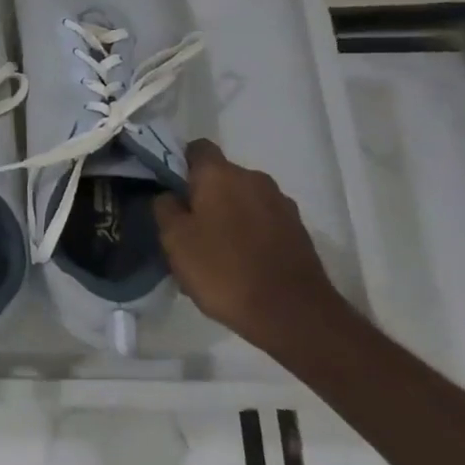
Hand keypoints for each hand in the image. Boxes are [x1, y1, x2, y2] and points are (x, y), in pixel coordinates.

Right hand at [155, 140, 344, 348]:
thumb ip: (165, 208)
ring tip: (215, 251)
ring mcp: (281, 205)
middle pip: (220, 176)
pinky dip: (250, 234)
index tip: (168, 190)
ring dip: (228, 215)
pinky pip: (263, 222)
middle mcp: (254, 179)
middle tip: (187, 228)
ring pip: (243, 200)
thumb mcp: (175, 240)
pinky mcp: (299, 231)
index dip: (179, 163)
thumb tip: (170, 195)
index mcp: (220, 174)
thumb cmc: (224, 271)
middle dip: (203, 195)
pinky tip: (241, 264)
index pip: (196, 148)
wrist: (294, 316)